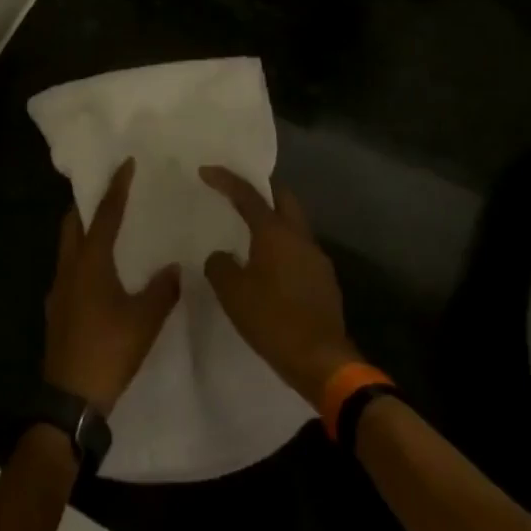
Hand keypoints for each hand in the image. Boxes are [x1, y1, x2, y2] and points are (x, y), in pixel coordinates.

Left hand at [43, 158, 180, 414]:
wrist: (71, 399)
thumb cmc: (109, 350)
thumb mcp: (145, 320)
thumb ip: (162, 289)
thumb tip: (175, 267)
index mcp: (90, 263)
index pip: (104, 215)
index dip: (116, 188)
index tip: (124, 164)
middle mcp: (69, 268)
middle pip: (73, 223)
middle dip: (88, 203)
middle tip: (109, 192)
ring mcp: (59, 290)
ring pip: (68, 246)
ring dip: (84, 231)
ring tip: (108, 228)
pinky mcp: (57, 310)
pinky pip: (69, 269)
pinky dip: (83, 257)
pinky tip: (101, 273)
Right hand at [200, 166, 359, 406]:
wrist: (321, 360)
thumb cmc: (272, 320)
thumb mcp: (233, 293)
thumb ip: (220, 266)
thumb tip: (222, 256)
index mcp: (276, 233)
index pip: (248, 194)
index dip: (226, 179)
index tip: (206, 171)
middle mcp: (300, 237)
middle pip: (283, 198)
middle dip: (262, 189)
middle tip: (239, 192)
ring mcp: (317, 258)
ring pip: (293, 224)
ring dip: (273, 221)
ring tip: (249, 232)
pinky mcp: (324, 280)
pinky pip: (299, 250)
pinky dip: (282, 247)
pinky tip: (269, 266)